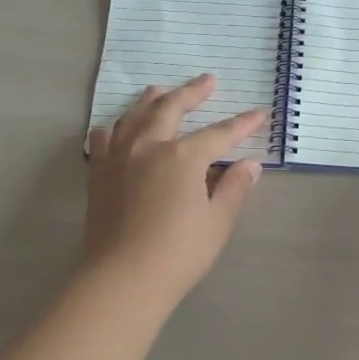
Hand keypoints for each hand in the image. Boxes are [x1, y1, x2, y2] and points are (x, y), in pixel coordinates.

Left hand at [84, 74, 266, 305]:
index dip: (242, 124)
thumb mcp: (217, 222)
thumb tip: (250, 165)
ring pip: (134, 117)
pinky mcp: (99, 174)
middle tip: (207, 80)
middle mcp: (149, 146)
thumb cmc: (179, 253)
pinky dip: (114, 129)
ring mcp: (119, 158)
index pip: (219, 133)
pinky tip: (116, 128)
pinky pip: (104, 140)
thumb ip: (233, 188)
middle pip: (171, 108)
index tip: (259, 113)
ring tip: (158, 90)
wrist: (123, 278)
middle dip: (192, 92)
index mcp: (183, 156)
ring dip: (150, 101)